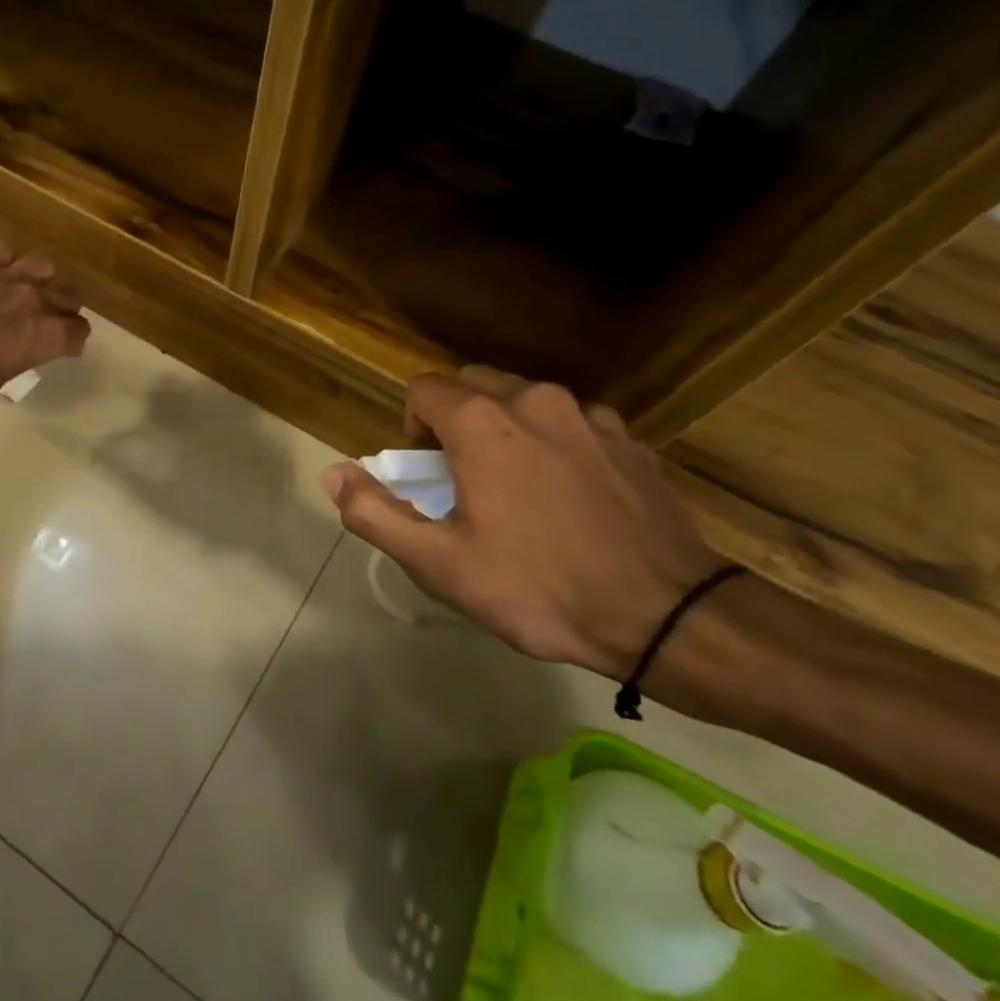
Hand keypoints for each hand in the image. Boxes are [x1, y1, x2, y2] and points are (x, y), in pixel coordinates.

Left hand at [0, 248, 90, 414]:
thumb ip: (6, 373)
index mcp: (44, 337)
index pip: (79, 332)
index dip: (73, 341)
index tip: (65, 348)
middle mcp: (34, 301)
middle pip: (69, 297)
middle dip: (64, 311)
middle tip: (50, 322)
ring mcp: (6, 276)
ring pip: (44, 267)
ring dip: (41, 280)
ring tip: (27, 291)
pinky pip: (4, 255)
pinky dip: (5, 266)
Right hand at [320, 367, 724, 678]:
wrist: (667, 617)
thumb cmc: (540, 589)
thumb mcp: (440, 564)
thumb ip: (375, 513)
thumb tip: (332, 473)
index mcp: (483, 423)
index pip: (424, 389)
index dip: (413, 426)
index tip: (427, 473)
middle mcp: (536, 400)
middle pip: (474, 383)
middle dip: (456, 418)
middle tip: (463, 477)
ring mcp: (590, 416)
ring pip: (526, 399)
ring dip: (506, 427)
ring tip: (518, 487)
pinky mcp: (630, 440)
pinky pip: (573, 422)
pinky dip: (555, 441)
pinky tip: (569, 495)